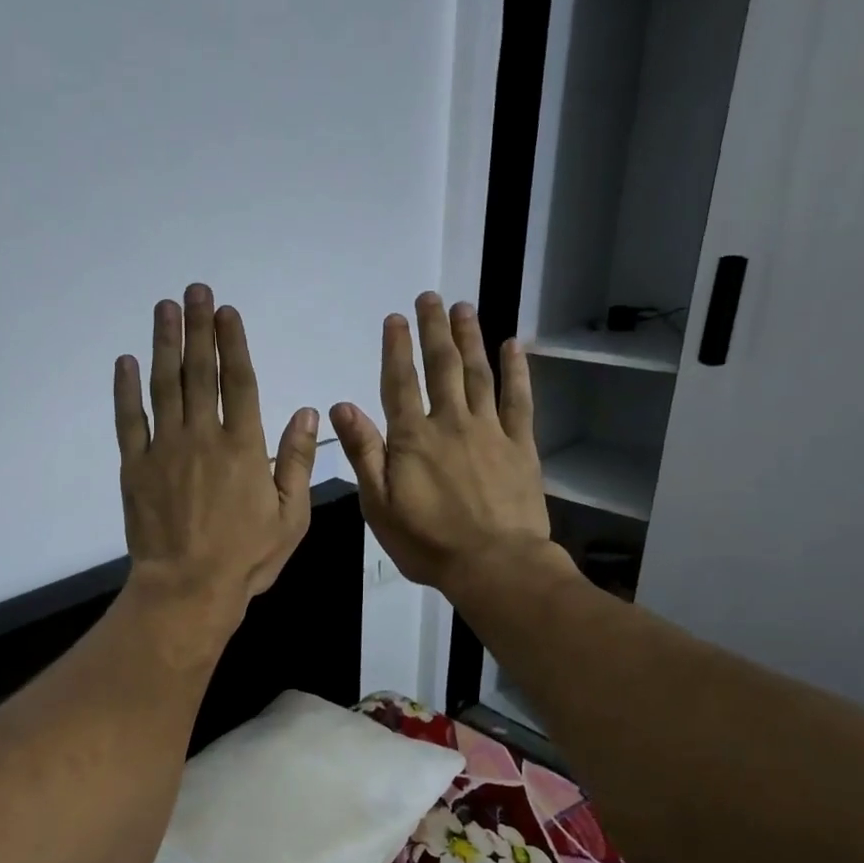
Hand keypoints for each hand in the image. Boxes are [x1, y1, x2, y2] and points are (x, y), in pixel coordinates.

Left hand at [114, 283, 317, 647]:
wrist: (188, 588)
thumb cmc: (246, 558)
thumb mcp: (291, 516)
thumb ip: (297, 462)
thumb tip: (306, 412)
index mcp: (244, 447)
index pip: (239, 382)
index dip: (232, 343)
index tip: (225, 311)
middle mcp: (203, 437)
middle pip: (200, 373)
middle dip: (197, 328)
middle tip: (192, 291)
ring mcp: (164, 450)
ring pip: (164, 386)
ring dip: (164, 345)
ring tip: (164, 309)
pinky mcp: (135, 467)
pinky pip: (129, 420)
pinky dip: (126, 390)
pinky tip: (127, 362)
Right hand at [330, 293, 558, 594]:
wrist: (493, 564)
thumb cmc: (427, 542)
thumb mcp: (379, 505)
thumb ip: (364, 453)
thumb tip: (343, 406)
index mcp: (412, 439)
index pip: (400, 383)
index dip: (397, 348)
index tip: (396, 318)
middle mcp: (451, 423)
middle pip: (442, 367)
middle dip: (434, 330)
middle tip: (431, 298)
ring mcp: (490, 431)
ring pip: (478, 374)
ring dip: (470, 339)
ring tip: (464, 308)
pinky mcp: (520, 445)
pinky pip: (518, 399)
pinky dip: (516, 370)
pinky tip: (513, 346)